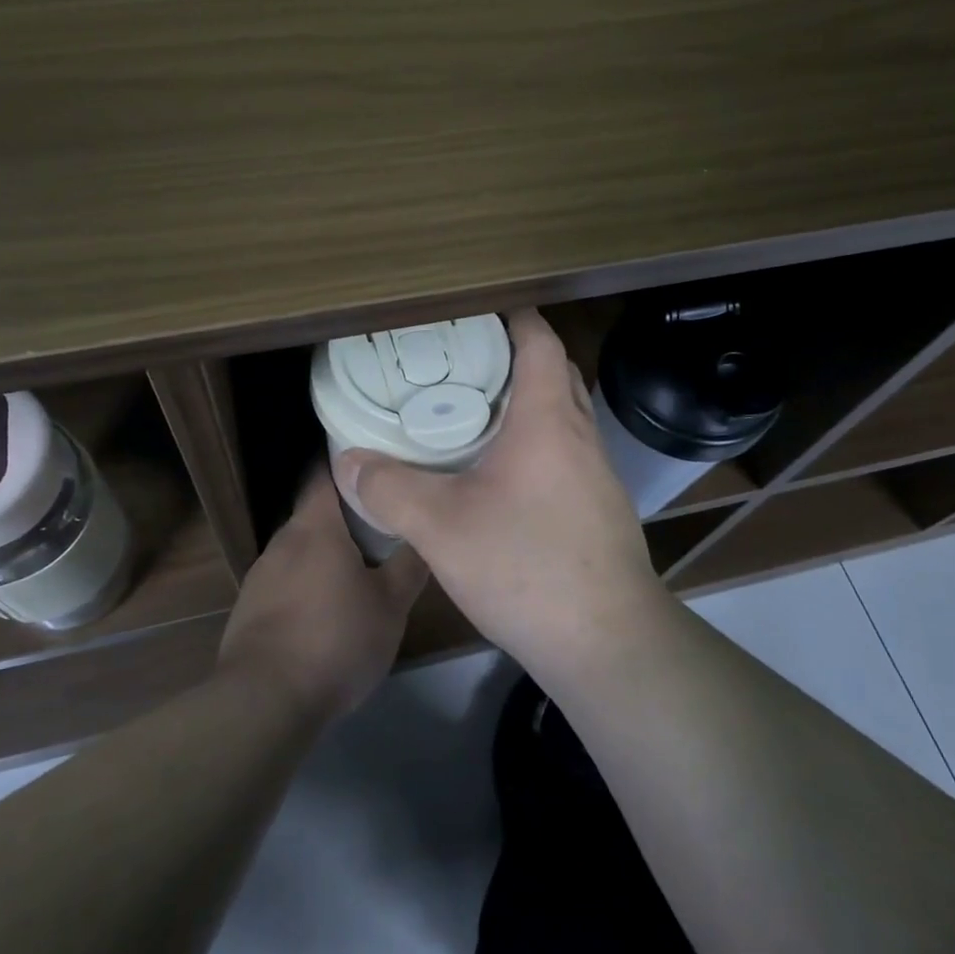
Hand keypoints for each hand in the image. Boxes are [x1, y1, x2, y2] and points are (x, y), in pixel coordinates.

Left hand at [217, 468, 428, 722]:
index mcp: (315, 527)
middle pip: (315, 514)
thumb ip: (410, 564)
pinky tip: (325, 612)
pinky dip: (307, 585)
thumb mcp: (391, 605)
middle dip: (346, 516)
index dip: (349, 464)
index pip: (325, 472)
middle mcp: (282, 541)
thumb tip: (424, 533)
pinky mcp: (249, 609)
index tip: (376, 463)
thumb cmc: (335, 639)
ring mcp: (260, 575)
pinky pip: (285, 582)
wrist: (264, 701)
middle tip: (382, 523)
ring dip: (326, 554)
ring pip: (301, 550)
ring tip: (359, 568)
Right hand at [333, 308, 667, 673]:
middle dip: (516, 357)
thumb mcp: (441, 527)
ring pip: (563, 416)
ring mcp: (598, 475)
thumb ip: (389, 489)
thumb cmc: (527, 567)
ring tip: (474, 414)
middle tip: (464, 362)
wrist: (607, 642)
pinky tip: (500, 476)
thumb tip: (347, 461)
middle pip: (555, 373)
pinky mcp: (599, 509)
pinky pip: (566, 454)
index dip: (513, 316)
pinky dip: (536, 444)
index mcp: (548, 419)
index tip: (476, 311)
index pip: (540, 341)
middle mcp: (581, 435)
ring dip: (527, 404)